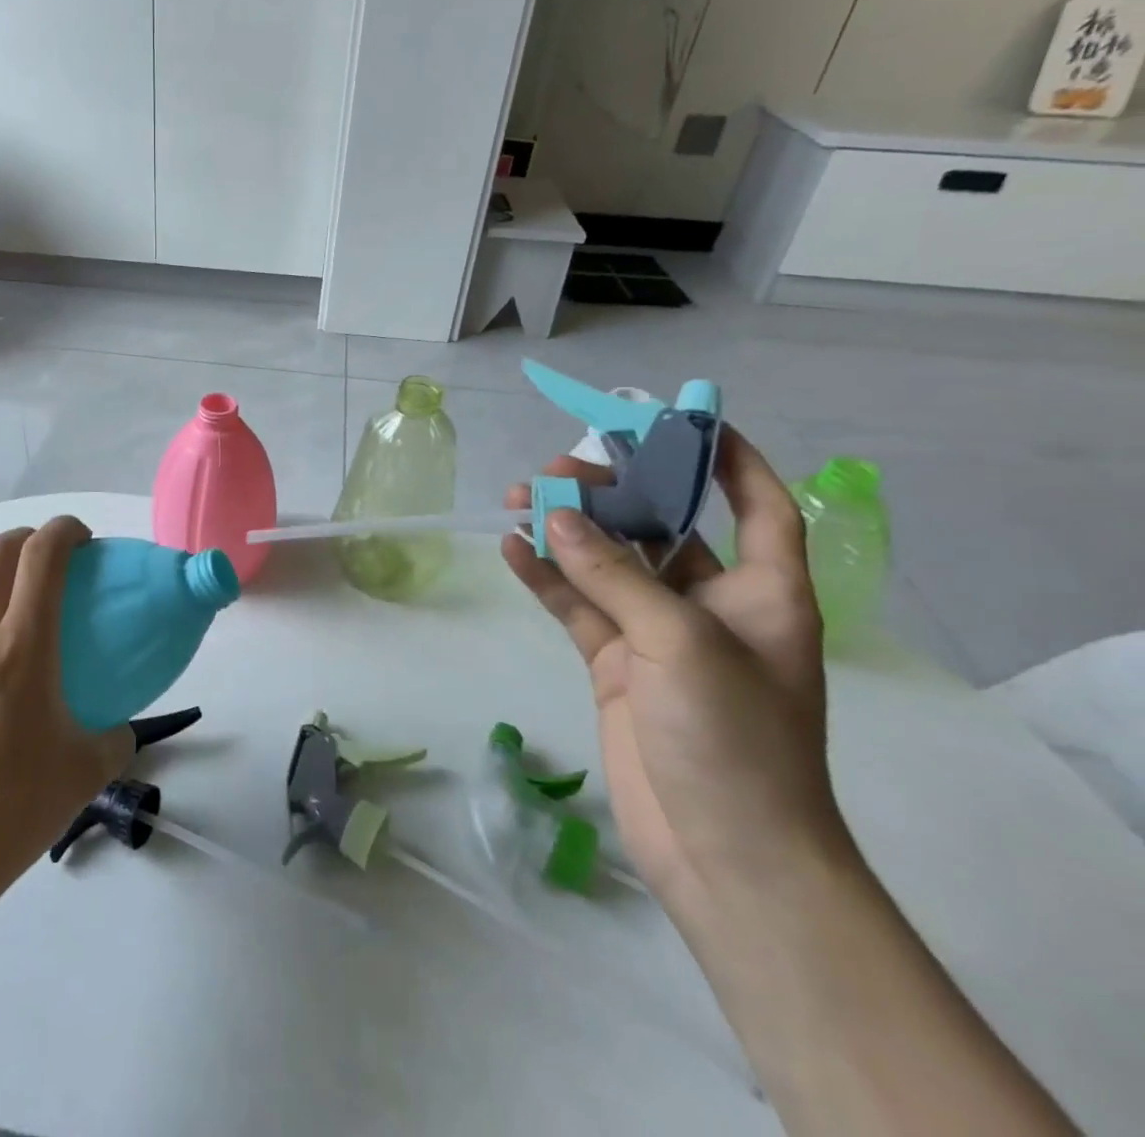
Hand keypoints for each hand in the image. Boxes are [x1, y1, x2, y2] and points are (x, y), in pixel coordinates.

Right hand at [501, 429, 849, 929]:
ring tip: (516, 499)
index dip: (730, 459)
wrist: (723, 853)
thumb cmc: (733, 739)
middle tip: (556, 468)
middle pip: (662, 527)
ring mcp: (656, 635)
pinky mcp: (614, 664)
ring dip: (565, 532)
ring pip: (606, 563)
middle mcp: (710, 604)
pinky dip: (545, 577)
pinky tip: (511, 548)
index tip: (683, 419)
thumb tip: (556, 515)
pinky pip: (576, 605)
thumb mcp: (680, 643)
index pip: (759, 506)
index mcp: (762, 592)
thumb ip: (614, 575)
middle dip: (613, 493)